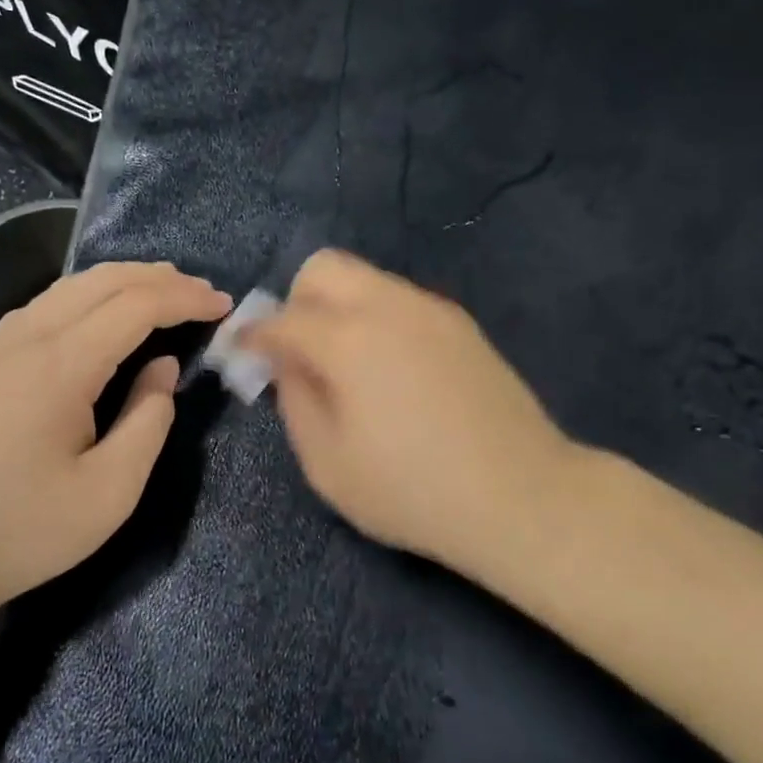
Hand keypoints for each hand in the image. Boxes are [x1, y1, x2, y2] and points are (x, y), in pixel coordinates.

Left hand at [0, 261, 230, 634]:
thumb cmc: (23, 531)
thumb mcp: (110, 492)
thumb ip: (149, 420)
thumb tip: (162, 366)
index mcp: (61, 365)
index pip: (136, 305)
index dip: (185, 299)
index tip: (224, 306)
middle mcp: (29, 337)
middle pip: (105, 280)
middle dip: (161, 279)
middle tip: (205, 294)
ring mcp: (3, 345)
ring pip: (73, 285)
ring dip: (126, 279)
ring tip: (166, 290)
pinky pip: (50, 302)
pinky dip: (91, 293)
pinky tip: (104, 310)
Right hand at [241, 250, 577, 570]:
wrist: (521, 494)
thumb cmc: (412, 490)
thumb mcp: (329, 463)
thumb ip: (296, 401)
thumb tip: (287, 363)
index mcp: (348, 338)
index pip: (282, 319)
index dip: (252, 336)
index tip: (241, 352)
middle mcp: (389, 305)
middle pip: (325, 268)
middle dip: (297, 301)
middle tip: (299, 351)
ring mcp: (431, 310)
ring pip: (366, 280)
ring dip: (340, 308)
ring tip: (347, 365)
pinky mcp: (460, 324)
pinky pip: (401, 301)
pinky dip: (377, 319)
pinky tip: (392, 370)